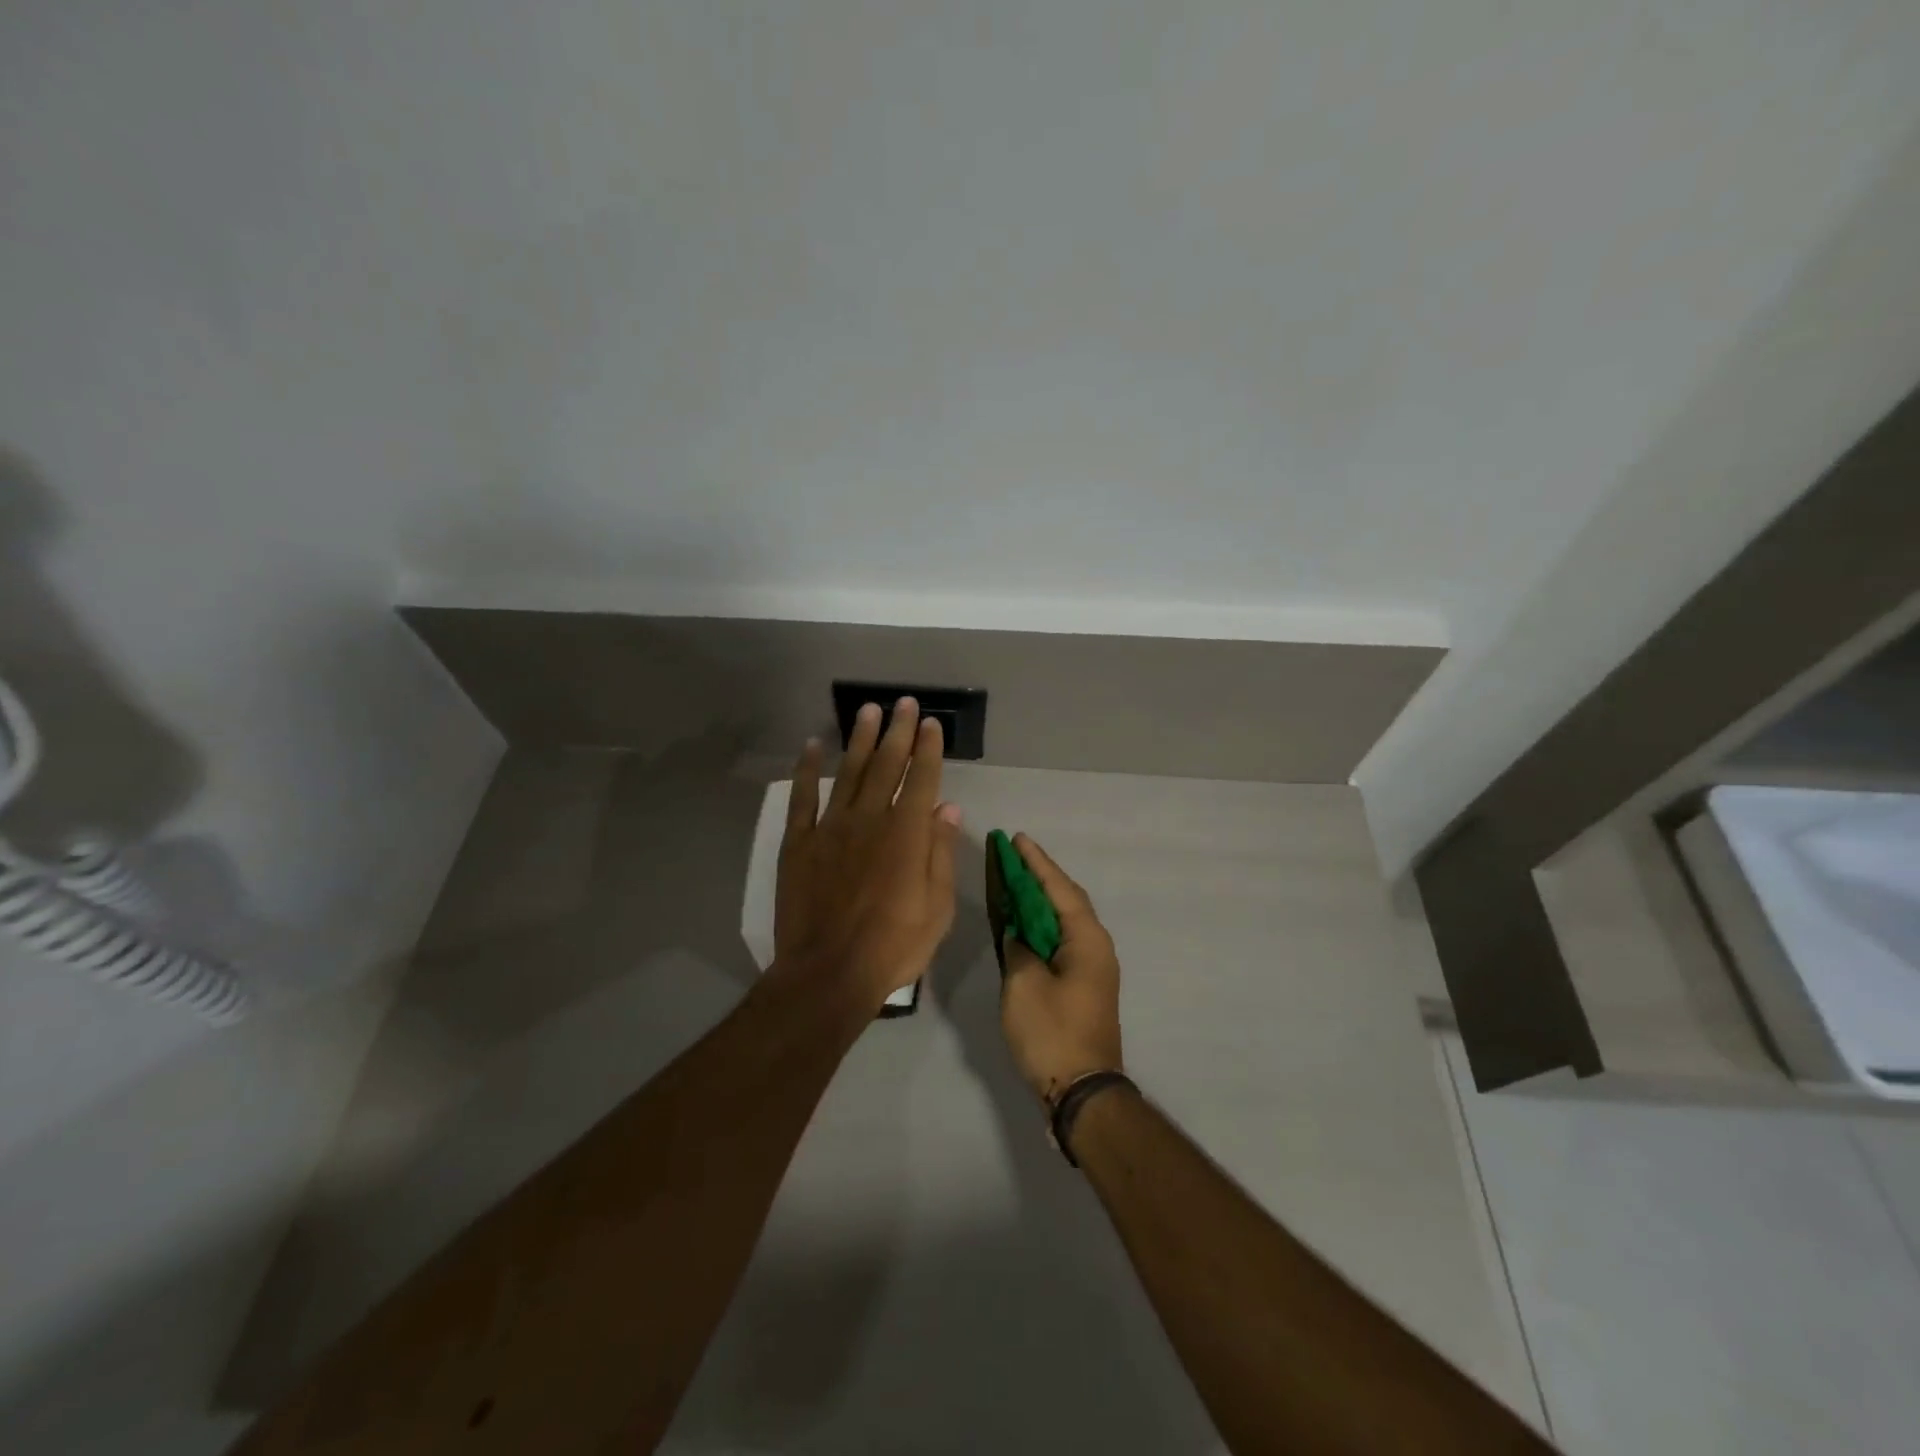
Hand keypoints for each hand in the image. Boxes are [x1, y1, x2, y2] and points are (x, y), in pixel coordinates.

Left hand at [773, 697, 962, 1010]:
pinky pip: (803, 798)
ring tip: (868, 711)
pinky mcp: (799, 843)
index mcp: (907, 834)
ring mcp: (831, 828)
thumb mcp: (937, 908)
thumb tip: (948, 809)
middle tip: (904, 703)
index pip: (922, 779)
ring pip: (849, 772)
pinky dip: (807, 769)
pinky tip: (813, 746)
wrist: (828, 974)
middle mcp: (870, 819)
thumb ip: (940, 853)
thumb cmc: (893, 946)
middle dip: (898, 731)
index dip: (928, 748)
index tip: (930, 723)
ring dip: (860, 739)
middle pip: (887, 765)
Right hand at [999, 833, 1123, 1102]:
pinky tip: (1025, 926)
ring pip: (1066, 922)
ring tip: (1016, 883)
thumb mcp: (1024, 985)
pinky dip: (1044, 927)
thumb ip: (1018, 948)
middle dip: (1041, 877)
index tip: (1018, 839)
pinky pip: (1063, 941)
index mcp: (1087, 940)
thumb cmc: (1052, 1032)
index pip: (1059, 889)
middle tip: (1015, 856)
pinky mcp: (1085, 986)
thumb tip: (1018, 935)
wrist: (1083, 1091)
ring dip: (1042, 902)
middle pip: (1068, 900)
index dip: (1037, 863)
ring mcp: (1094, 968)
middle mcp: (1097, 947)